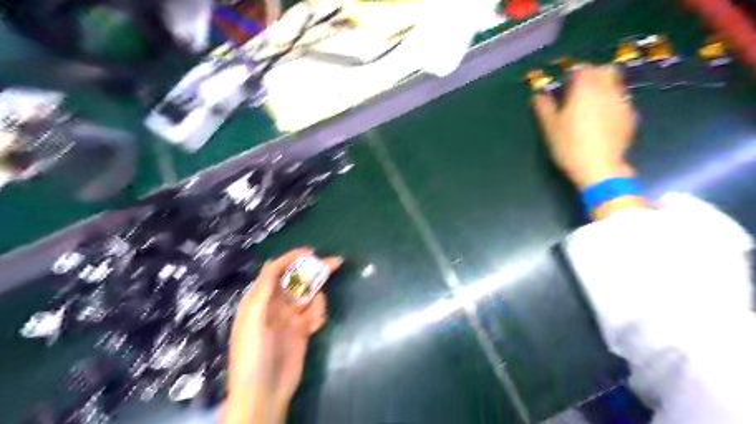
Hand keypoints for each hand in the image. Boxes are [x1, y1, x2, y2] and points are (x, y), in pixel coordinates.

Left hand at [223, 249, 343, 423]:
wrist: (265, 390)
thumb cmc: (254, 352)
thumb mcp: (253, 317)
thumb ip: (264, 288)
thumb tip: (272, 262)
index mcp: (260, 299)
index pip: (276, 271)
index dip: (291, 259)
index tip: (310, 253)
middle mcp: (276, 305)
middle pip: (298, 281)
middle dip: (314, 272)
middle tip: (335, 262)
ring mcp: (291, 317)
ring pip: (309, 297)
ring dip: (317, 300)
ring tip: (314, 317)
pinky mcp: (303, 329)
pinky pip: (315, 313)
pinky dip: (318, 315)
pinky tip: (315, 326)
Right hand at [530, 64, 636, 189]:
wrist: (599, 167)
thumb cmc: (569, 145)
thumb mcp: (550, 128)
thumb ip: (544, 108)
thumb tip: (538, 95)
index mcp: (585, 90)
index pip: (582, 69)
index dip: (573, 73)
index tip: (565, 84)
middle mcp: (606, 90)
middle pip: (604, 70)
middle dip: (592, 75)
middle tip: (579, 91)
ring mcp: (622, 103)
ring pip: (615, 84)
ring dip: (603, 88)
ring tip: (590, 105)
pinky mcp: (630, 116)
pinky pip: (621, 100)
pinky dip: (611, 103)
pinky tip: (602, 120)